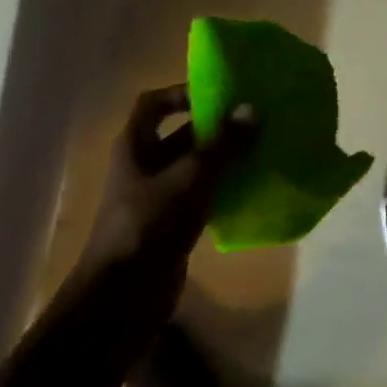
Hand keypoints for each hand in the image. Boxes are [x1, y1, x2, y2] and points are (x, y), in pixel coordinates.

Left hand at [79, 84, 254, 285]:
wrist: (126, 293)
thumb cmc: (151, 223)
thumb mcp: (191, 178)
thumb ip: (222, 145)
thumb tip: (251, 110)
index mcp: (136, 146)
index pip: (153, 104)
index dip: (181, 93)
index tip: (219, 95)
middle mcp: (143, 167)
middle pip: (179, 136)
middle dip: (214, 130)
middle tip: (254, 124)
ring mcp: (156, 198)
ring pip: (193, 169)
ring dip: (222, 162)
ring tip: (261, 153)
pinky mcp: (171, 226)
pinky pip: (200, 199)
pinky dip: (222, 193)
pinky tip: (251, 191)